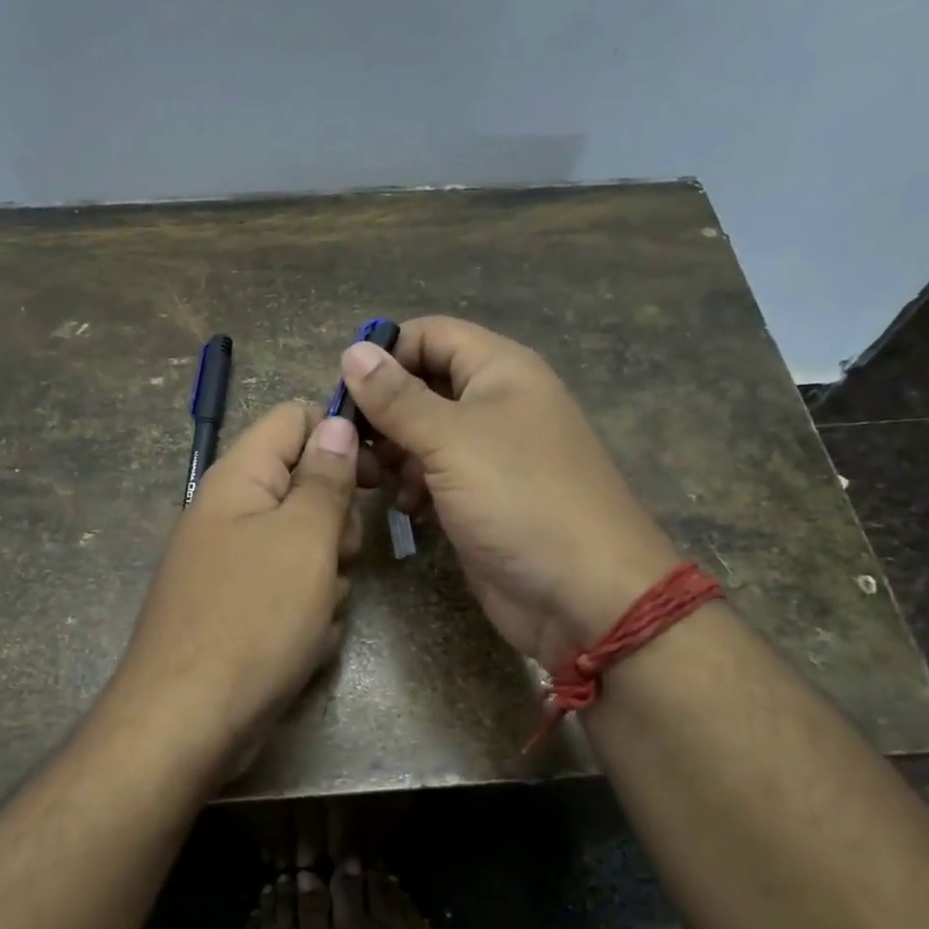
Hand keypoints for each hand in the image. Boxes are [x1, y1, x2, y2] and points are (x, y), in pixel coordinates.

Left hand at [106, 403, 359, 772]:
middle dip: (336, 525)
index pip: (295, 418)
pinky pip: (292, 590)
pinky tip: (303, 644)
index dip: (339, 437)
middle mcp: (232, 511)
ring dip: (327, 577)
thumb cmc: (253, 619)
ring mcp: (234, 562)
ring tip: (315, 613)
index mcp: (240, 478)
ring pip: (308, 544)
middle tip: (335, 558)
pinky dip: (308, 613)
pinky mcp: (240, 607)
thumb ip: (325, 477)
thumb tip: (336, 422)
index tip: (374, 478)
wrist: (187, 722)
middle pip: (307, 486)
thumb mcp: (304, 539)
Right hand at [340, 317, 679, 668]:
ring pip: (424, 433)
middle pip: (423, 384)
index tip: (344, 389)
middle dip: (383, 410)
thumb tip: (353, 351)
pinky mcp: (482, 497)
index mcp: (500, 370)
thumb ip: (397, 398)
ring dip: (393, 451)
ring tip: (372, 478)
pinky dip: (414, 484)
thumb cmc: (519, 499)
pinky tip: (406, 508)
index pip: (431, 335)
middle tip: (349, 442)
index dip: (387, 353)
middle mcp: (495, 403)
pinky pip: (436, 474)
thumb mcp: (451, 440)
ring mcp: (490, 453)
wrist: (584, 594)